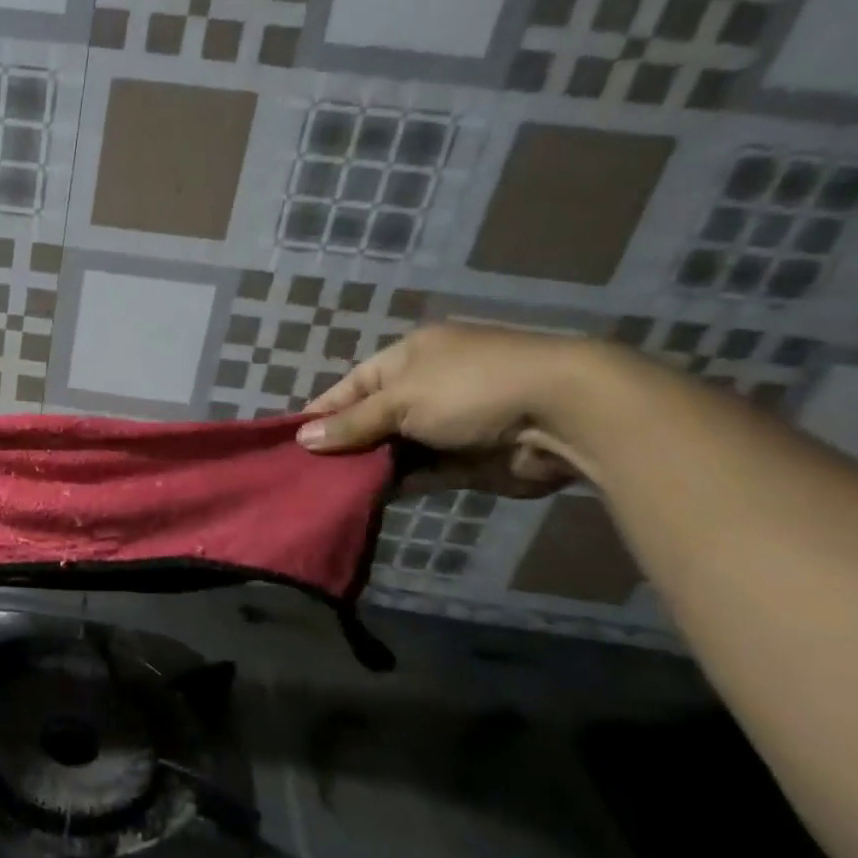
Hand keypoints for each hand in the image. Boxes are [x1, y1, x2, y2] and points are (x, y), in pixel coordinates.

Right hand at [295, 324, 593, 496]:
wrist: (565, 414)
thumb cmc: (471, 389)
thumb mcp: (400, 399)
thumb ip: (352, 423)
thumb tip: (303, 439)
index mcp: (409, 358)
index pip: (352, 386)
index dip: (323, 412)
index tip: (293, 443)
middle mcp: (426, 388)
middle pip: (371, 420)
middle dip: (343, 445)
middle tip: (307, 475)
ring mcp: (448, 425)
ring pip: (393, 450)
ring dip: (368, 468)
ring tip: (329, 491)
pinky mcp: (466, 461)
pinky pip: (420, 473)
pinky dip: (397, 484)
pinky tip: (366, 499)